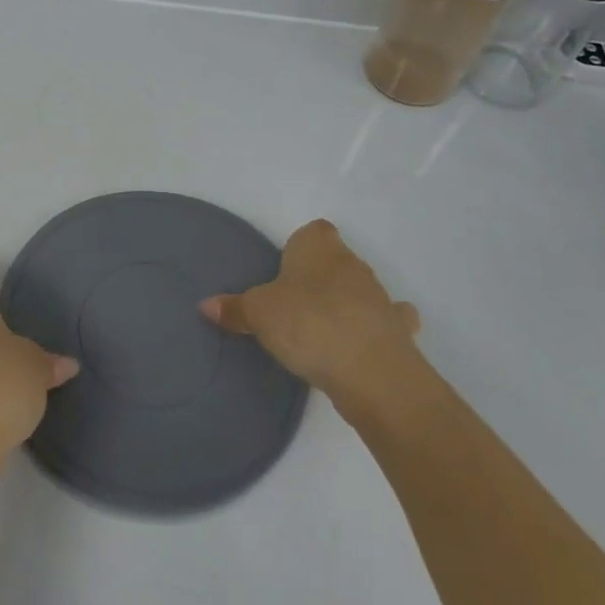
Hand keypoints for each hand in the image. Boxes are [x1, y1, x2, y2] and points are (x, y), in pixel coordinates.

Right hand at [200, 219, 420, 408]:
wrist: (372, 373)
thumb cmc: (309, 324)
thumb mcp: (259, 315)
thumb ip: (235, 308)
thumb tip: (206, 305)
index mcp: (319, 248)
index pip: (314, 231)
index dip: (301, 246)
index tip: (285, 269)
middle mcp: (354, 264)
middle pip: (335, 261)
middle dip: (319, 278)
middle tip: (293, 305)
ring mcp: (381, 298)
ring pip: (360, 291)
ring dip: (346, 305)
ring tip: (321, 332)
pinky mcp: (398, 332)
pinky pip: (384, 324)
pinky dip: (372, 332)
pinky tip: (357, 349)